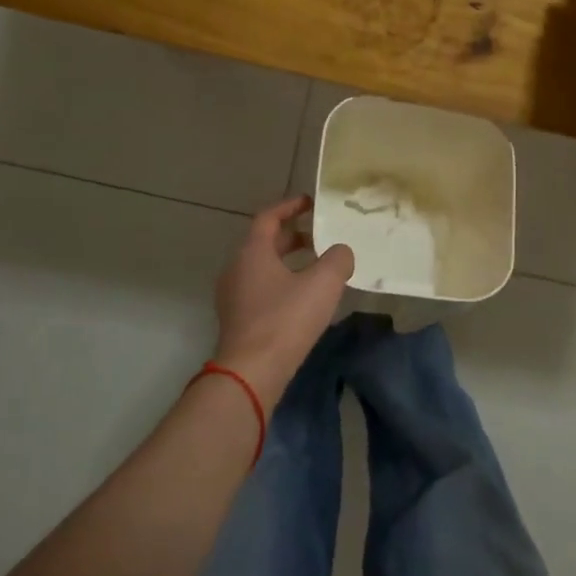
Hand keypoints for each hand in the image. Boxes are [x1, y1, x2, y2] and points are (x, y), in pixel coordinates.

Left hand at [212, 196, 353, 407]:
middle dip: (292, 237)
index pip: (268, 217)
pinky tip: (302, 300)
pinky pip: (260, 289)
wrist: (251, 372)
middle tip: (319, 236)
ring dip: (287, 262)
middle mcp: (236, 268)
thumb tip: (341, 252)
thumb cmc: (285, 320)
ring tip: (316, 268)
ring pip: (262, 267)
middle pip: (264, 242)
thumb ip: (337, 260)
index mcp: (252, 252)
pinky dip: (281, 284)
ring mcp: (233, 296)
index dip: (290, 206)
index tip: (310, 203)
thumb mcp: (322, 284)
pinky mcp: (237, 319)